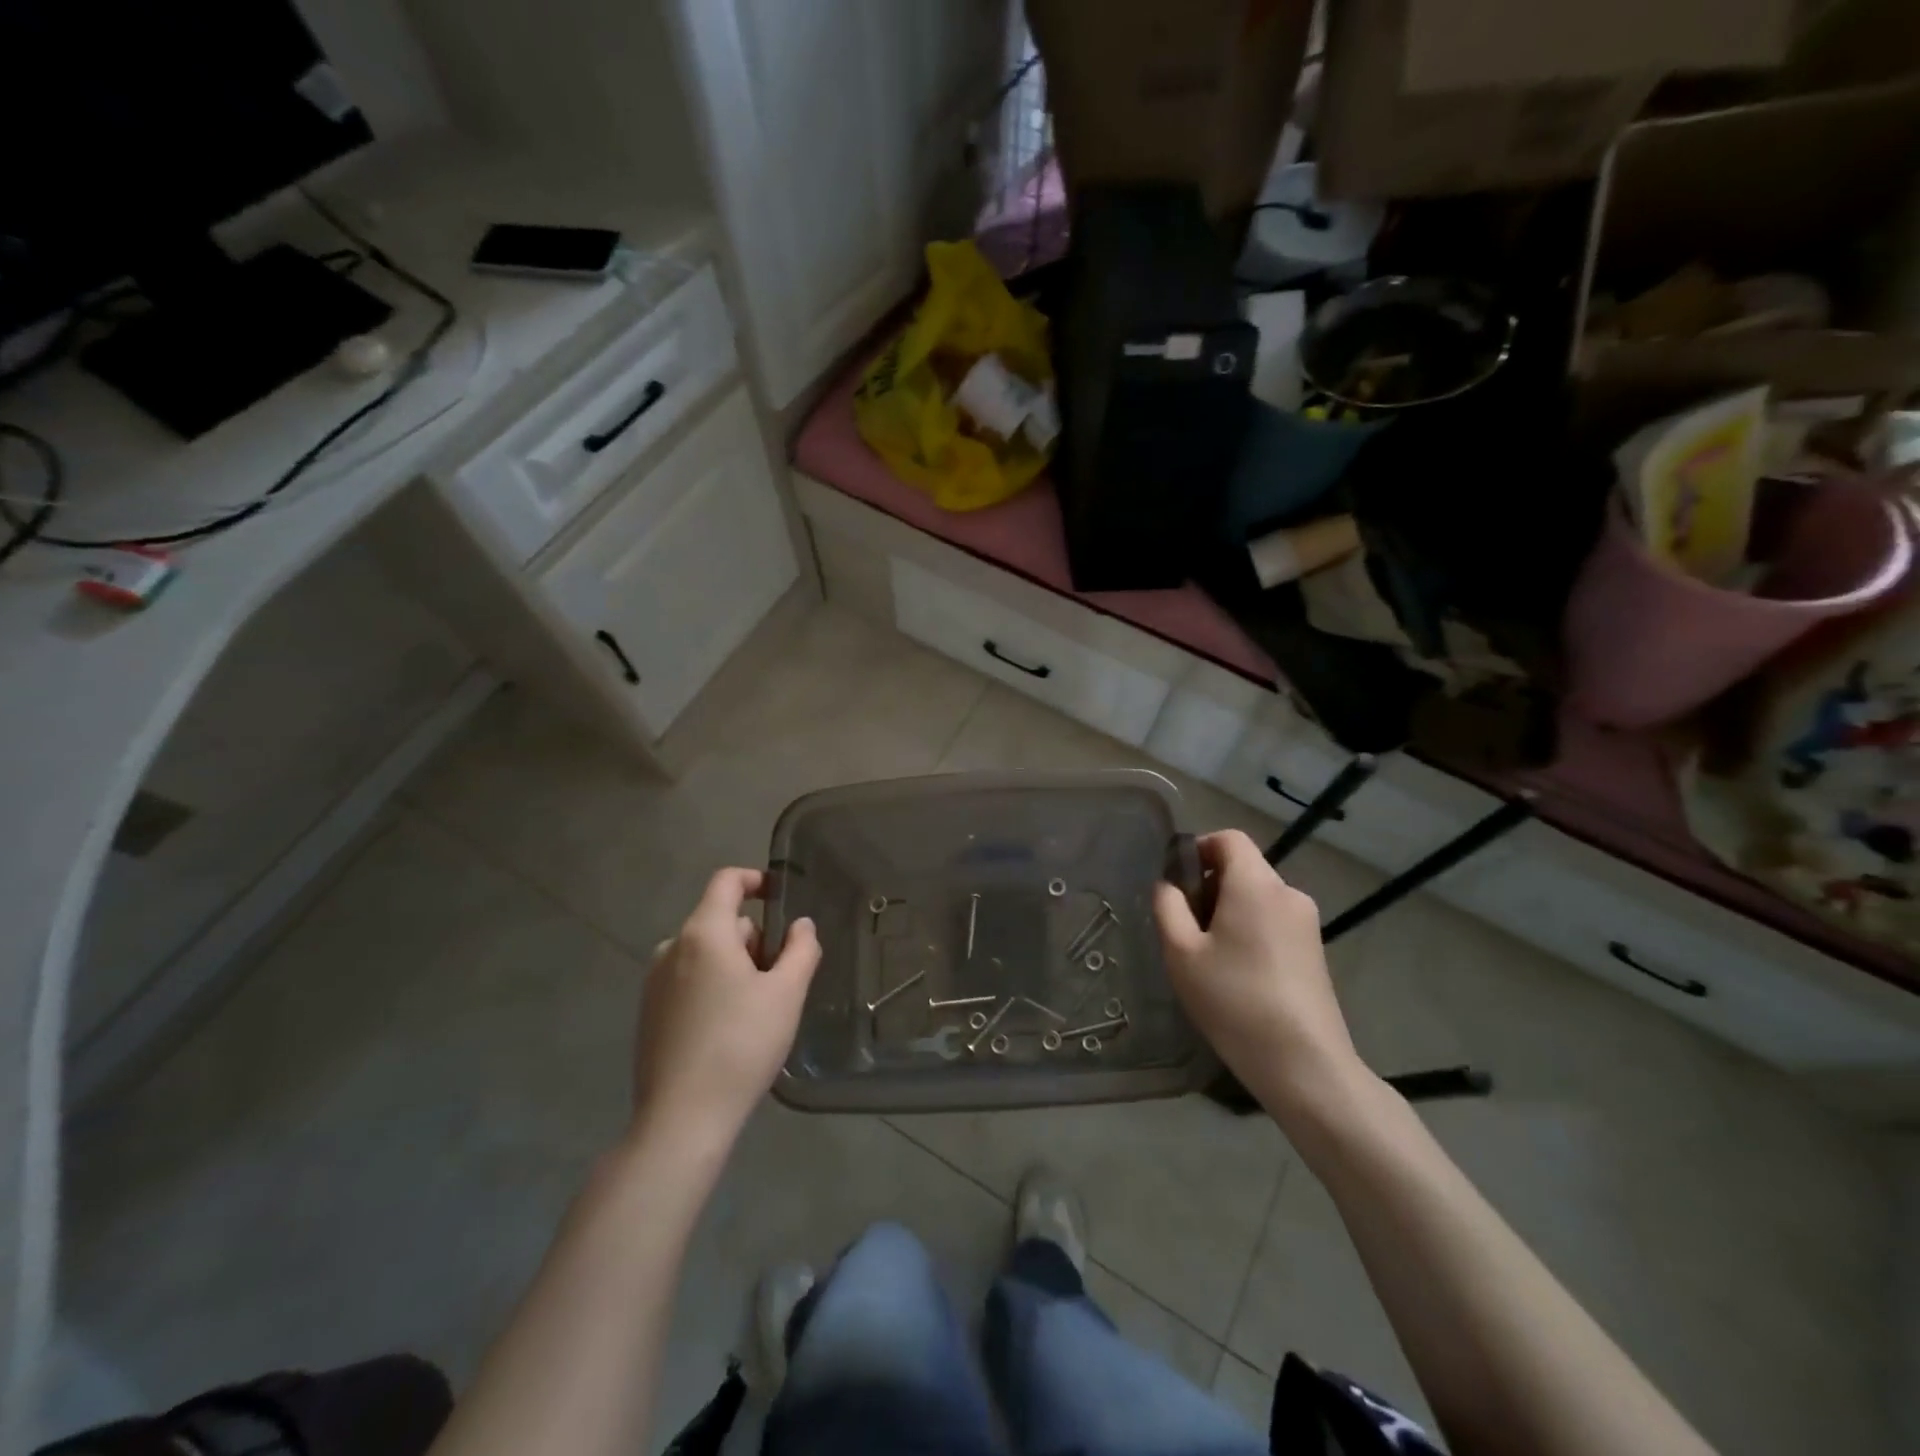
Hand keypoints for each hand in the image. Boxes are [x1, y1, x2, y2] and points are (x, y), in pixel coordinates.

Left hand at [631, 868, 820, 1150]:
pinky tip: (729, 1028)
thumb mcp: (787, 994)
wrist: (682, 1118)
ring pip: (706, 953)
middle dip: (754, 938)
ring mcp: (654, 981)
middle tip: (780, 977)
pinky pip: (688, 979)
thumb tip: (801, 925)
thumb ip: (801, 949)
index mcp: (704, 933)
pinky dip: (713, 986)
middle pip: (721, 921)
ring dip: (734, 965)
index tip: (780, 896)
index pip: (726, 881)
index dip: (756, 879)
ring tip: (757, 1008)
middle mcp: (672, 947)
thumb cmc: (741, 1045)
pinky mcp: (648, 1012)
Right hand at [1153, 830, 1366, 1121]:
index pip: (1229, 839)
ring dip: (1228, 912)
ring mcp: (1307, 924)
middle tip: (1184, 928)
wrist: (1304, 1065)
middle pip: (1243, 869)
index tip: (1176, 883)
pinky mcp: (1315, 951)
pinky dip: (1249, 931)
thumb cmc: (1235, 1001)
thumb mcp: (1181, 953)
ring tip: (1207, 957)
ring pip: (1257, 898)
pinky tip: (1236, 975)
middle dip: (1208, 886)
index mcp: (1256, 885)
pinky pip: (1273, 922)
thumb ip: (1168, 907)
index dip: (1198, 849)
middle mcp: (1288, 893)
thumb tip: (1168, 885)